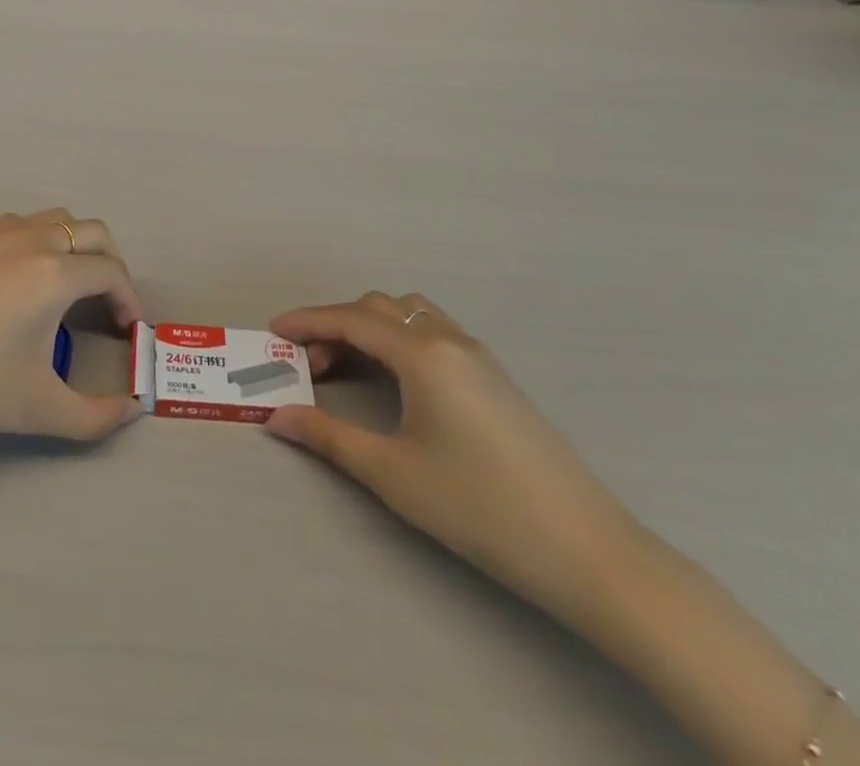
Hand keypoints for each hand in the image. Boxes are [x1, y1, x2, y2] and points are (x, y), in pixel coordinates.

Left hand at [0, 211, 143, 442]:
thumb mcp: (37, 409)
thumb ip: (95, 416)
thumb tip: (131, 411)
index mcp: (55, 272)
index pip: (113, 273)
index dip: (129, 301)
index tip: (128, 332)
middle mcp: (33, 238)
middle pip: (94, 233)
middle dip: (110, 267)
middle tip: (104, 310)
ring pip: (56, 221)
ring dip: (75, 249)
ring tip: (66, 293)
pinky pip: (22, 226)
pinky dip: (40, 244)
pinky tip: (20, 285)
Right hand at [266, 293, 640, 633]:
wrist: (588, 551)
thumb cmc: (479, 507)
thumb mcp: (392, 474)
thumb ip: (328, 437)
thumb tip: (277, 418)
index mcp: (423, 353)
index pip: (351, 319)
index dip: (307, 322)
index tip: (272, 331)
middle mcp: (450, 339)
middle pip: (379, 308)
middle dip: (336, 326)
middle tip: (309, 366)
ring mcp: (479, 356)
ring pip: (410, 314)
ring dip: (370, 328)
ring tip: (350, 368)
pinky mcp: (496, 378)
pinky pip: (434, 332)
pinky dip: (399, 339)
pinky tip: (396, 380)